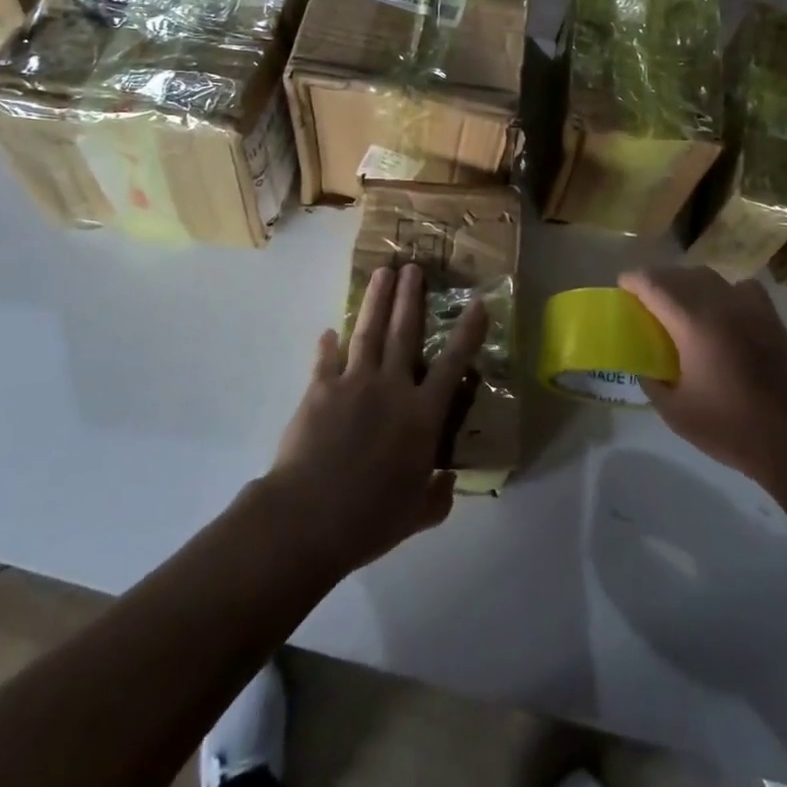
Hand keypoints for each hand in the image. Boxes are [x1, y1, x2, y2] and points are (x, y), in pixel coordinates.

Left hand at [266, 263, 486, 574]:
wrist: (308, 517)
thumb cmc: (370, 519)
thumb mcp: (416, 516)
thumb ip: (437, 497)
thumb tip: (447, 482)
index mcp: (422, 416)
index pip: (453, 365)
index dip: (467, 332)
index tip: (478, 303)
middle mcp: (392, 388)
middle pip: (404, 332)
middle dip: (410, 297)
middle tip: (413, 267)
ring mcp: (354, 383)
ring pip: (368, 332)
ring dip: (376, 301)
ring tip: (382, 273)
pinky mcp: (320, 389)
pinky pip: (326, 360)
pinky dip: (328, 345)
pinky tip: (328, 332)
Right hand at [621, 265, 786, 495]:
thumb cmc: (732, 429)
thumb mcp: (676, 413)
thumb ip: (652, 382)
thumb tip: (645, 365)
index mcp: (693, 322)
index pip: (654, 284)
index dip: (633, 281)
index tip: (621, 287)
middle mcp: (720, 303)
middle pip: (680, 275)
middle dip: (657, 281)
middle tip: (645, 301)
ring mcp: (750, 307)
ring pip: (709, 277)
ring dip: (688, 283)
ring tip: (679, 304)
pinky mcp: (771, 318)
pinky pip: (740, 288)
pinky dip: (723, 291)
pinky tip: (722, 312)